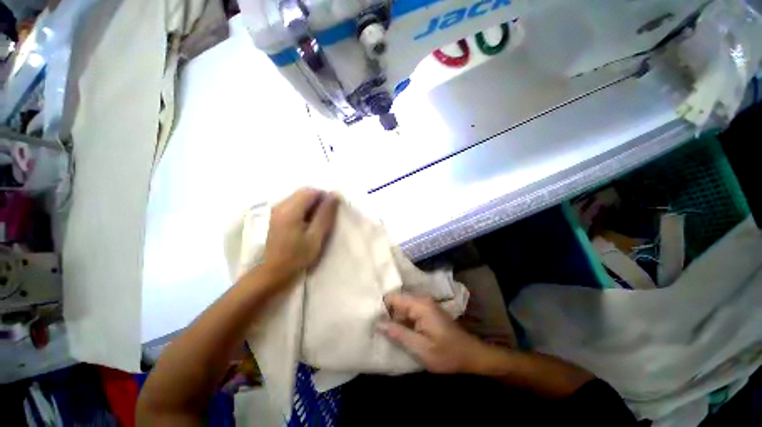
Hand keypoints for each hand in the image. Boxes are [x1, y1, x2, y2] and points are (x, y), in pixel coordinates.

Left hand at [262, 188, 338, 282]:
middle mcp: (279, 206)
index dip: (324, 196)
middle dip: (316, 202)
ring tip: (314, 225)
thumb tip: (334, 195)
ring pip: (296, 200)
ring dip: (308, 207)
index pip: (311, 191)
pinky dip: (299, 212)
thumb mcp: (315, 237)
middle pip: (302, 194)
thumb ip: (325, 215)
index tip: (331, 210)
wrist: (266, 276)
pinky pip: (289, 207)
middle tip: (324, 219)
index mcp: (290, 210)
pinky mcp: (270, 218)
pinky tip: (302, 227)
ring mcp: (272, 212)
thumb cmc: (294, 258)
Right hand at [378, 294, 488, 373]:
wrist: (470, 355)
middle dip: (385, 313)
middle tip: (372, 327)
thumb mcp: (421, 348)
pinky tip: (395, 332)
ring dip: (393, 318)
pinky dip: (401, 321)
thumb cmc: (447, 353)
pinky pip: (408, 312)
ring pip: (401, 308)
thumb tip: (377, 322)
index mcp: (419, 305)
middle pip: (396, 302)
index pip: (393, 298)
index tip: (369, 319)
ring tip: (380, 330)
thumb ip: (398, 333)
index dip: (380, 307)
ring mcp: (424, 305)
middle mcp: (421, 300)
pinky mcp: (426, 312)